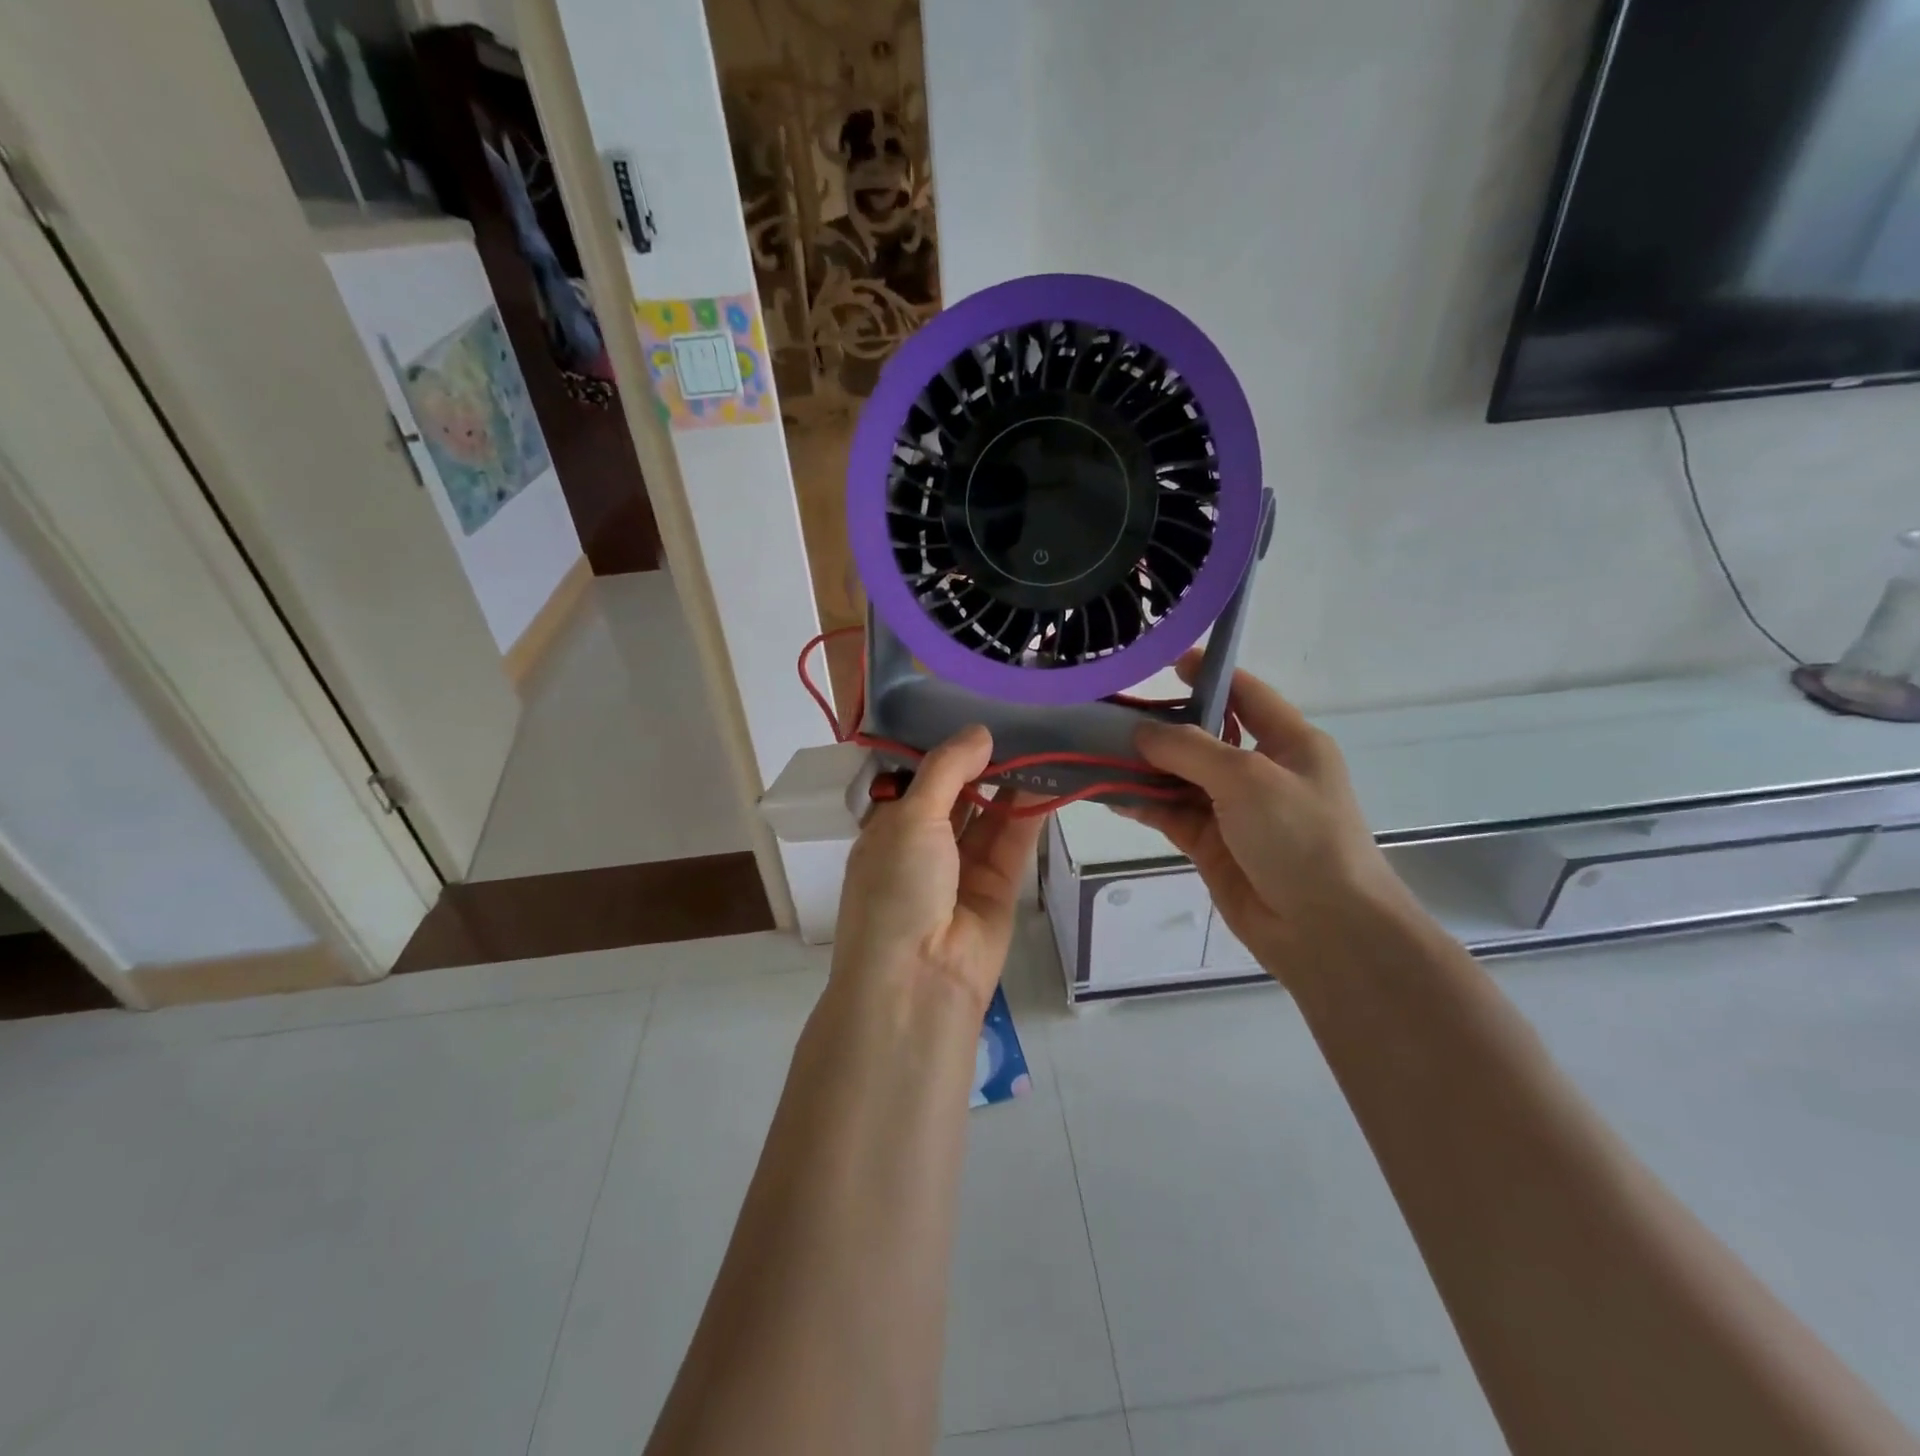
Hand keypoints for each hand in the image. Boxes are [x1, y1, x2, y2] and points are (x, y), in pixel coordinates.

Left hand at [830, 726, 1045, 1021]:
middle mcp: (923, 845)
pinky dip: (1030, 812)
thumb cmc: (897, 889)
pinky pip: (1014, 840)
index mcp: (887, 828)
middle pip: (957, 794)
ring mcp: (961, 868)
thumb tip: (980, 731)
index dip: (944, 747)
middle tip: (1017, 718)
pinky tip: (1049, 777)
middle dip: (982, 762)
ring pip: (989, 815)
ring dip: (1010, 783)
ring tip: (1040, 740)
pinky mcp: (998, 887)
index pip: (917, 778)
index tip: (975, 708)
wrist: (919, 981)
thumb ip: (947, 770)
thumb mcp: (910, 817)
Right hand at [1119, 653, 1418, 985]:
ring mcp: (1235, 810)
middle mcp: (1260, 770)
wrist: (1325, 930)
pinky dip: (1144, 804)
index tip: (1162, 661)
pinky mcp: (1212, 845)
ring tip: (1096, 751)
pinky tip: (1110, 795)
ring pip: (1180, 777)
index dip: (1207, 674)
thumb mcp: (1248, 779)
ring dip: (1143, 767)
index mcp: (1289, 742)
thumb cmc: (1300, 838)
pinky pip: (1171, 814)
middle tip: (1108, 711)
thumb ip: (1190, 749)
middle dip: (1160, 725)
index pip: (1244, 693)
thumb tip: (1142, 731)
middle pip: (1203, 736)